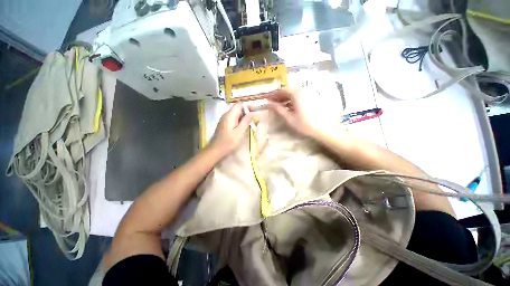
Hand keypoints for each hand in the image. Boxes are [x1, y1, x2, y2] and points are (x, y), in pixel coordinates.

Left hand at [209, 103, 253, 155]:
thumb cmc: (228, 142)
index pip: (239, 104)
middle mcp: (226, 115)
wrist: (216, 150)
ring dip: (243, 117)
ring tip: (250, 123)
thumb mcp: (239, 132)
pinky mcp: (224, 124)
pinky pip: (233, 118)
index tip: (254, 111)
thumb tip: (252, 113)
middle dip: (247, 111)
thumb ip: (246, 121)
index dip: (248, 106)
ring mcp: (224, 119)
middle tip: (254, 119)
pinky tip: (243, 127)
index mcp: (230, 115)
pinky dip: (239, 120)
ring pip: (236, 114)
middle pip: (238, 108)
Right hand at [267, 89, 338, 137]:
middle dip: (279, 96)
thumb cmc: (305, 124)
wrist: (324, 129)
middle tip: (272, 102)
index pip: (282, 90)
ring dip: (285, 98)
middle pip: (288, 91)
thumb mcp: (289, 118)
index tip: (267, 98)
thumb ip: (278, 109)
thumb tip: (269, 103)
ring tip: (279, 105)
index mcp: (297, 94)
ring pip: (294, 94)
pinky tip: (289, 107)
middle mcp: (303, 91)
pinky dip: (292, 100)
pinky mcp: (312, 99)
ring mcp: (309, 94)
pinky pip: (299, 97)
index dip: (273, 94)